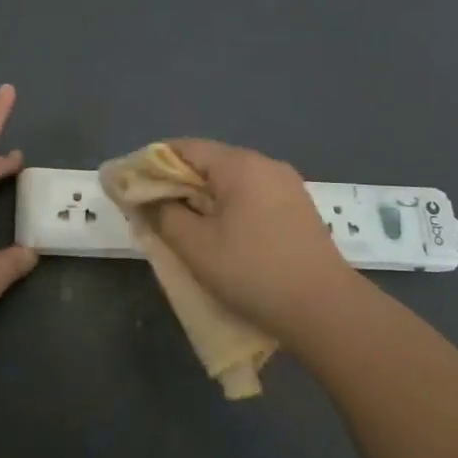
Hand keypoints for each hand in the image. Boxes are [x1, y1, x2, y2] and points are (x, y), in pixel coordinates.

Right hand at [146, 139, 360, 340]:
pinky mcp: (299, 209)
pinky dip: (229, 207)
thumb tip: (145, 199)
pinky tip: (221, 234)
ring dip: (203, 197)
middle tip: (153, 210)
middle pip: (209, 162)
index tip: (132, 185)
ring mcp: (288, 186)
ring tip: (184, 225)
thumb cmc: (253, 272)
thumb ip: (164, 215)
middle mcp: (266, 164)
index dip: (153, 162)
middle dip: (177, 183)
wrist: (326, 309)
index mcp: (240, 165)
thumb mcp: (196, 247)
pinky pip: (252, 196)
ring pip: (231, 181)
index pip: (185, 147)